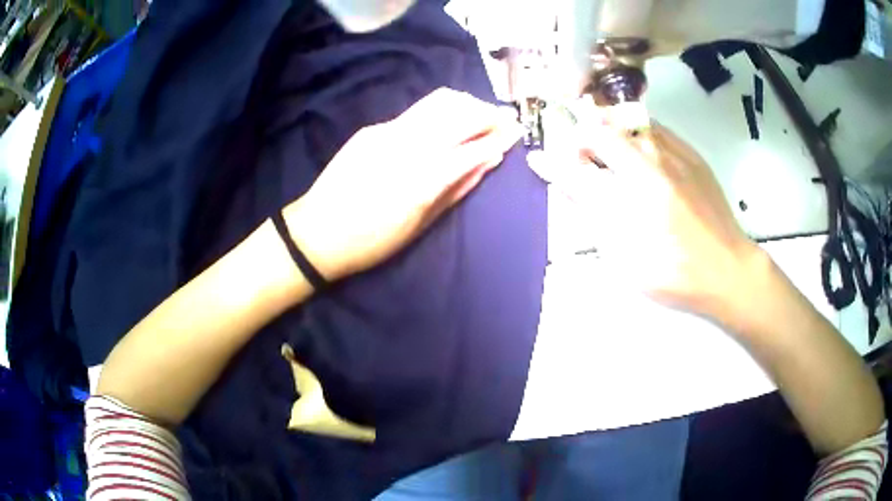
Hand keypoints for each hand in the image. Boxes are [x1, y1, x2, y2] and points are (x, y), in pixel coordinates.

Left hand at [284, 87, 522, 281]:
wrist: (317, 232)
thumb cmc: (372, 241)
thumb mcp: (421, 225)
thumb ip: (458, 188)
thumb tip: (489, 162)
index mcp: (422, 179)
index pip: (473, 147)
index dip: (499, 137)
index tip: (517, 132)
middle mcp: (407, 146)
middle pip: (458, 112)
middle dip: (487, 113)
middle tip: (503, 121)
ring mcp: (387, 131)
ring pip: (438, 102)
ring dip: (466, 104)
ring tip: (479, 116)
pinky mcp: (373, 128)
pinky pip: (416, 112)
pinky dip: (440, 113)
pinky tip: (446, 124)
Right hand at [532, 104, 761, 316]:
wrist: (727, 269)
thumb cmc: (674, 273)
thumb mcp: (627, 257)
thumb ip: (596, 216)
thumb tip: (568, 187)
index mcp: (634, 197)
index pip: (580, 168)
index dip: (554, 161)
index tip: (538, 158)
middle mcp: (651, 167)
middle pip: (602, 133)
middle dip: (578, 137)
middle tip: (574, 154)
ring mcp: (674, 156)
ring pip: (629, 124)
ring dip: (607, 129)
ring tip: (602, 145)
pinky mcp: (692, 155)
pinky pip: (656, 129)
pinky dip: (636, 131)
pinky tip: (636, 146)